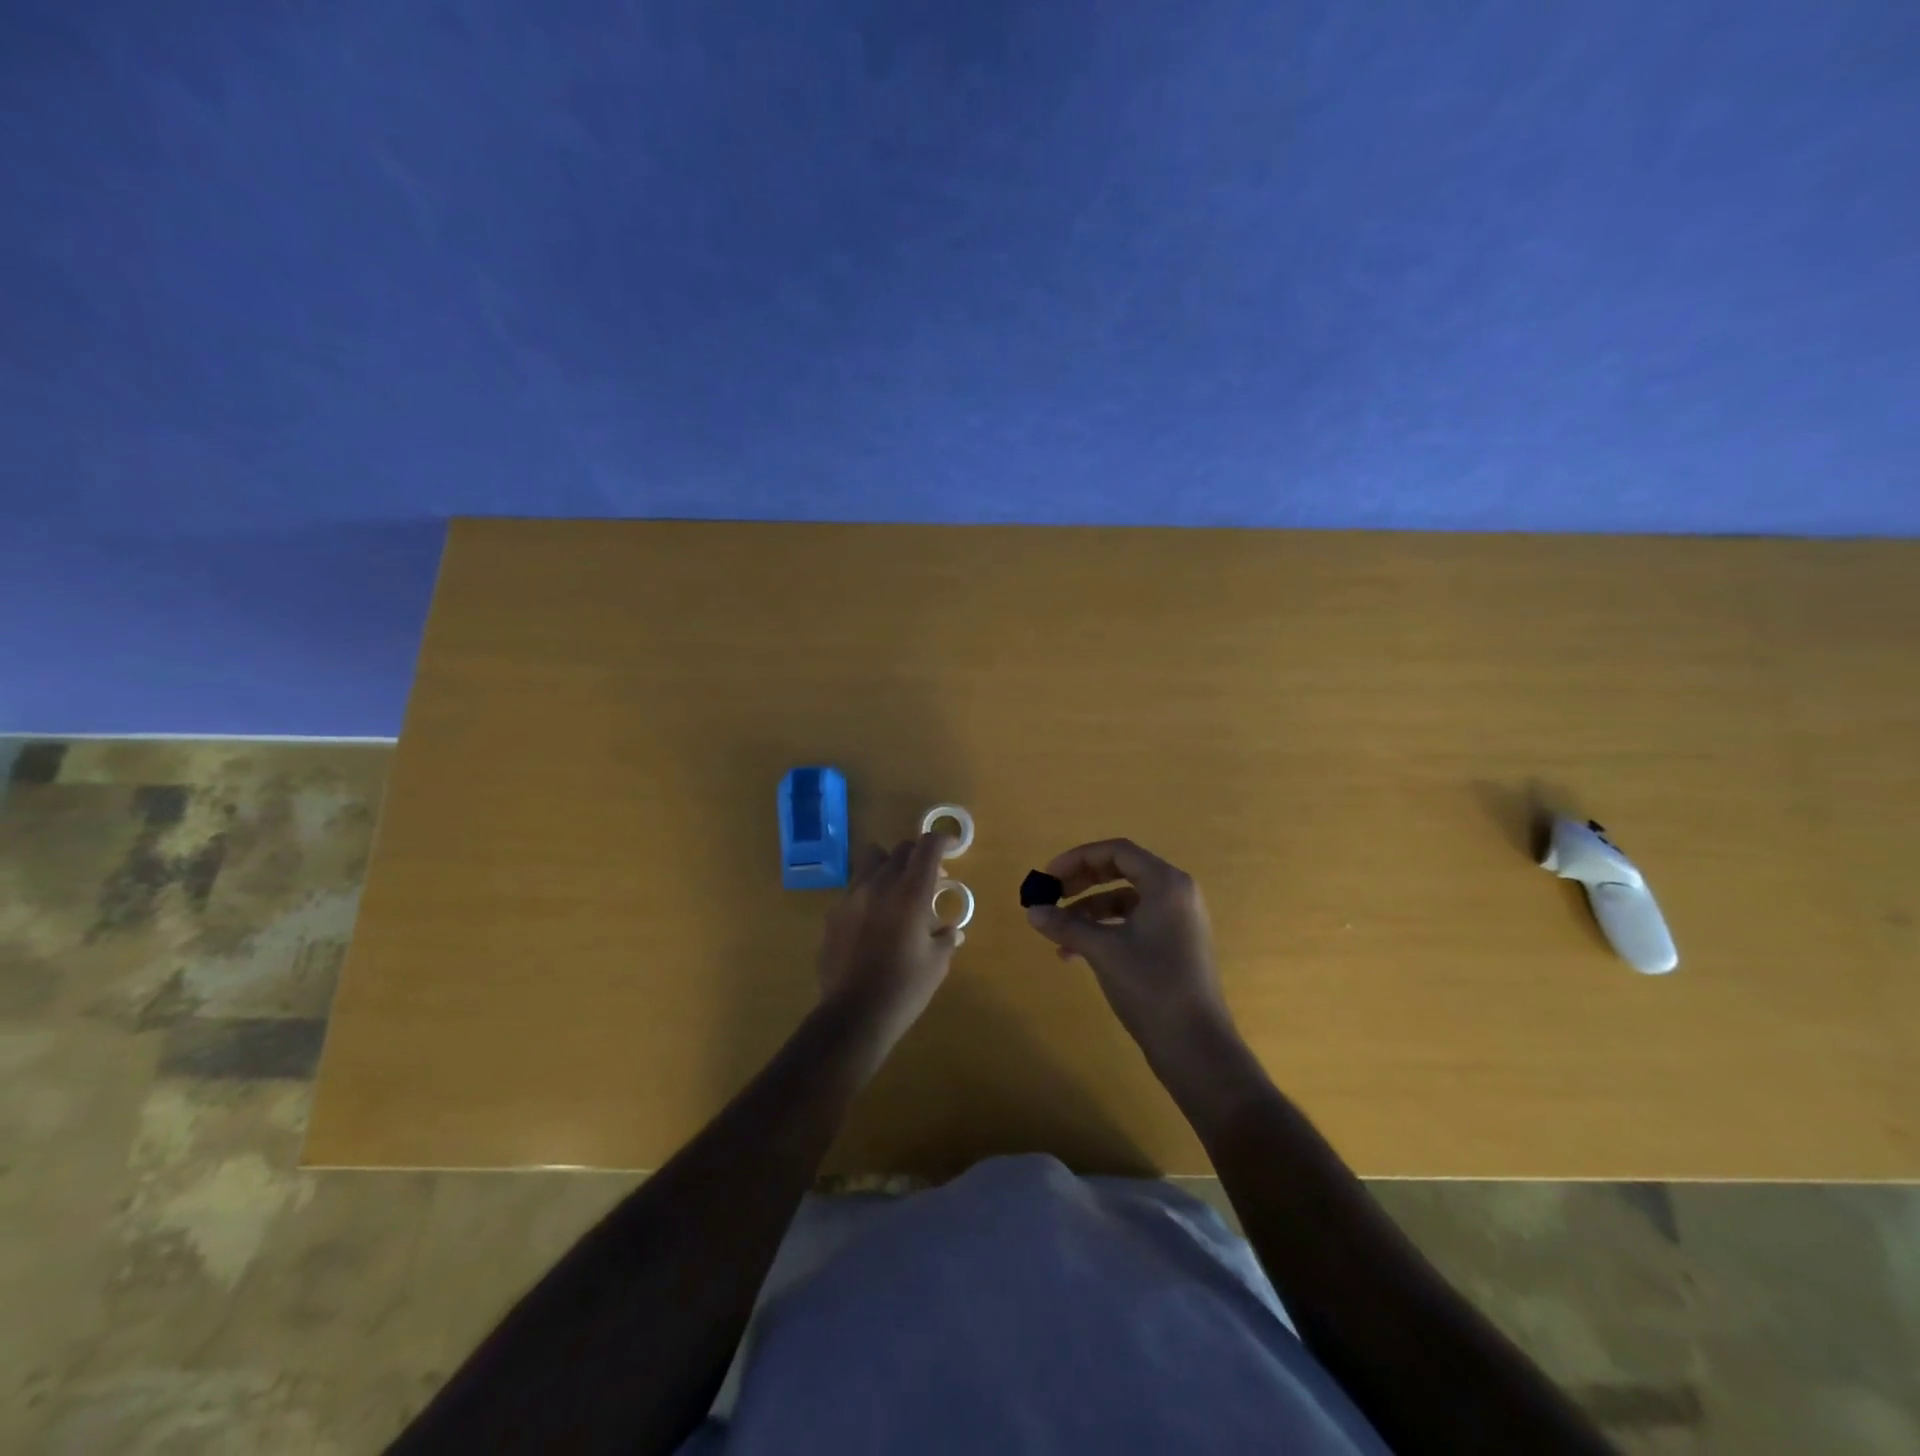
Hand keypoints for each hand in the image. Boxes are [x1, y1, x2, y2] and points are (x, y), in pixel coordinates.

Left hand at [816, 832, 958, 1056]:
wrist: (853, 1015)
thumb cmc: (904, 989)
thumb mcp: (937, 964)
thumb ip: (946, 938)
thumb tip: (950, 930)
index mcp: (910, 893)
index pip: (927, 846)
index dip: (942, 840)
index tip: (951, 847)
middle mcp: (879, 885)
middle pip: (900, 849)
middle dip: (918, 856)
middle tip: (930, 878)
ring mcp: (851, 897)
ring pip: (871, 861)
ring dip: (890, 867)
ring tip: (898, 892)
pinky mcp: (833, 913)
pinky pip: (855, 888)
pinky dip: (870, 891)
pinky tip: (875, 919)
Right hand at [1024, 839, 1233, 1057]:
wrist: (1196, 1046)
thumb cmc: (1152, 985)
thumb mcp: (1103, 951)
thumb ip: (1066, 925)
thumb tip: (1032, 911)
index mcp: (1167, 884)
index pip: (1117, 852)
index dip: (1078, 858)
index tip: (1048, 875)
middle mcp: (1176, 895)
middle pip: (1121, 872)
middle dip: (1081, 882)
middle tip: (1051, 895)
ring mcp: (1177, 922)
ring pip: (1124, 901)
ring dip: (1088, 911)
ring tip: (1057, 931)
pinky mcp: (1173, 946)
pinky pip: (1132, 924)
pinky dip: (1104, 931)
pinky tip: (1073, 954)